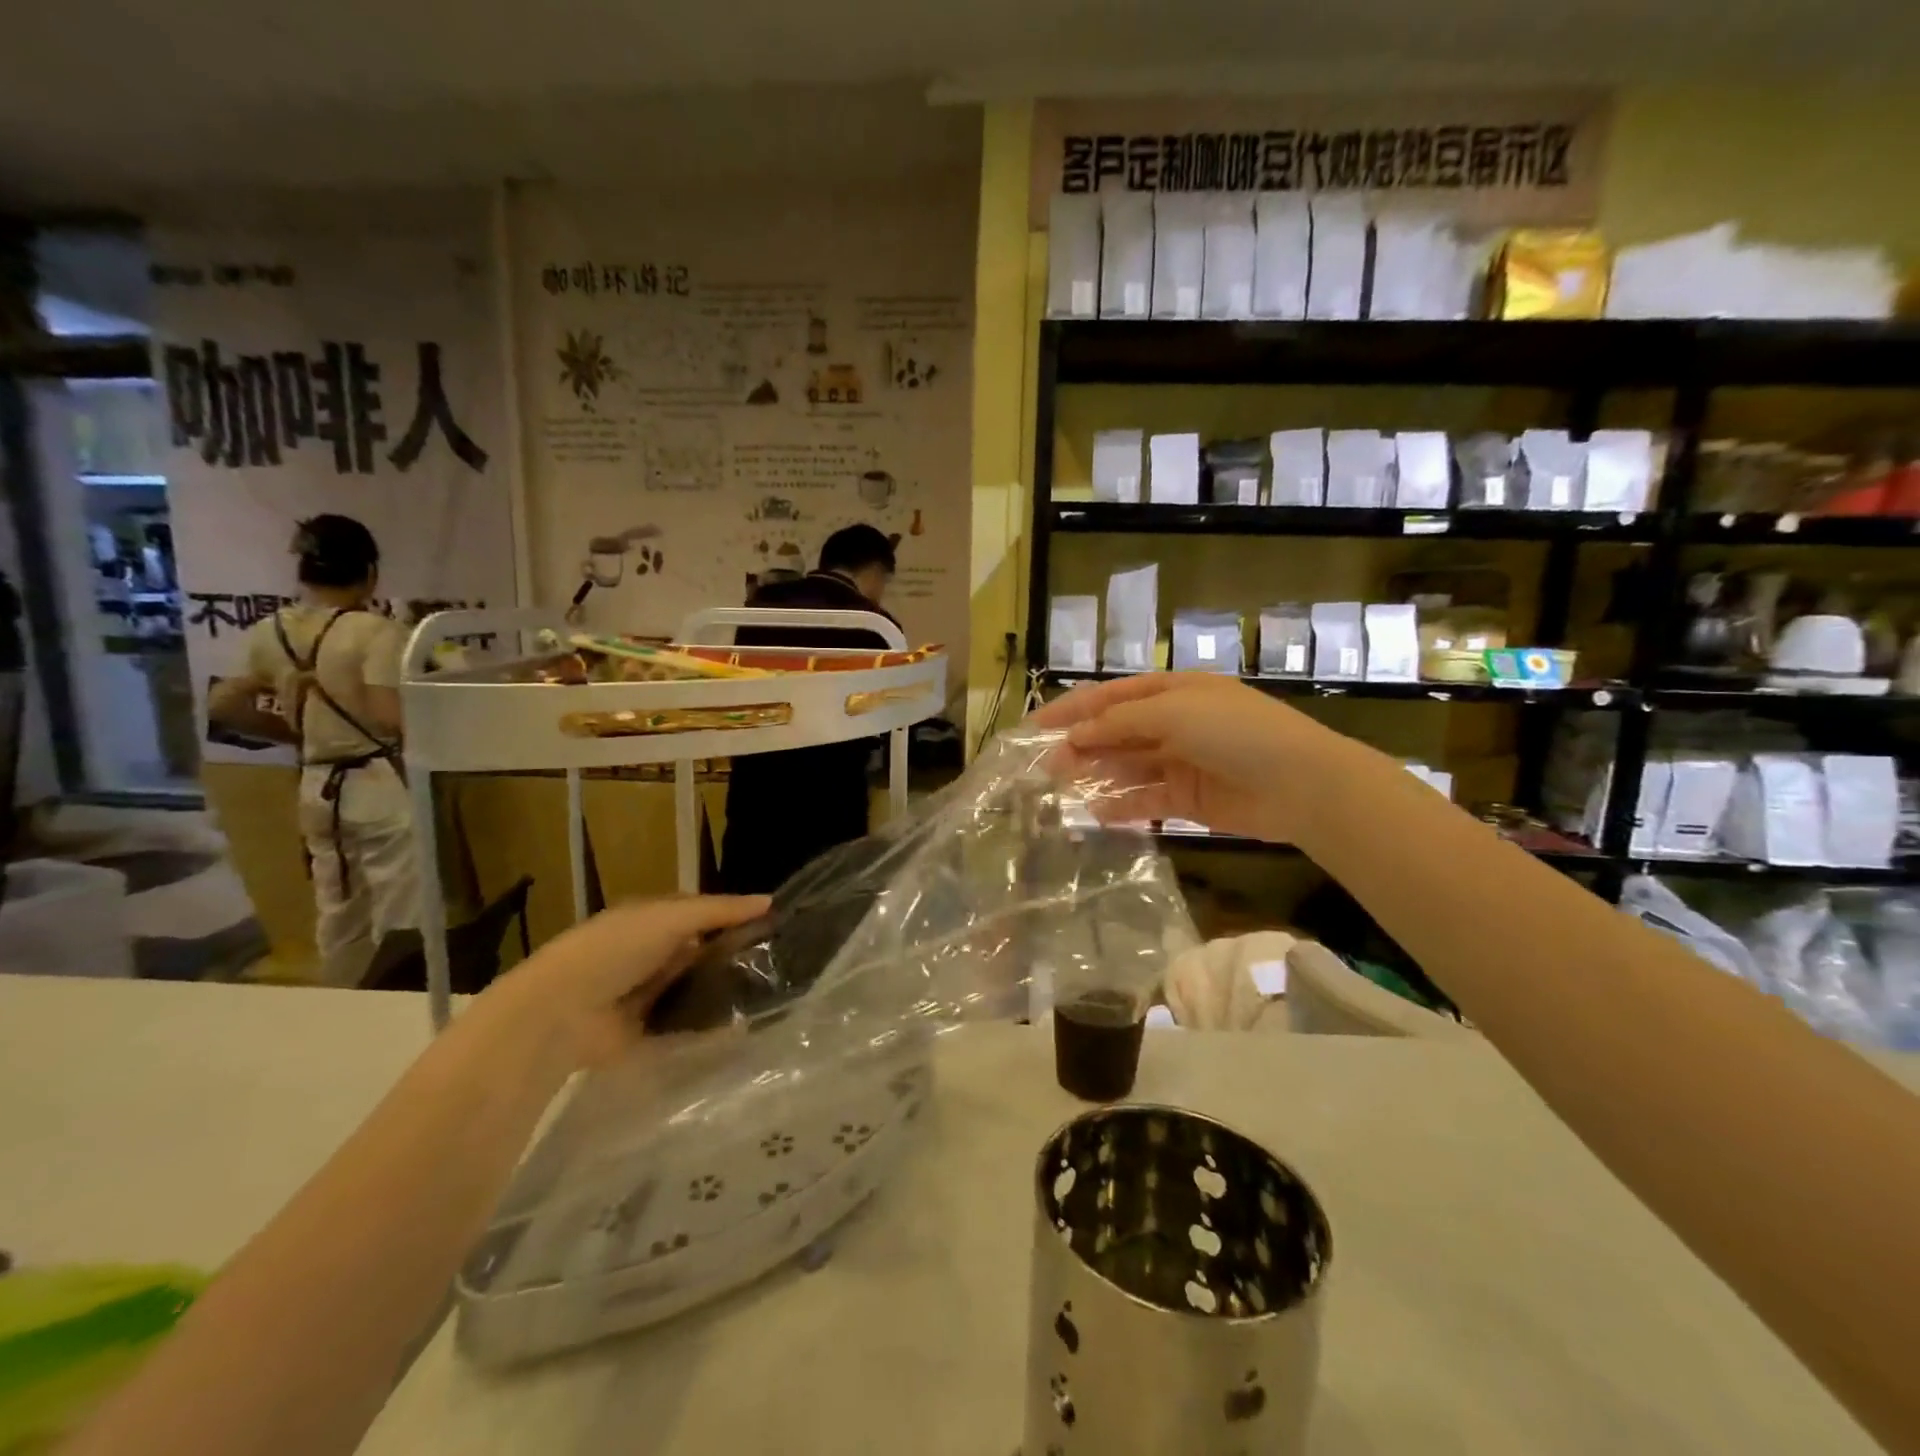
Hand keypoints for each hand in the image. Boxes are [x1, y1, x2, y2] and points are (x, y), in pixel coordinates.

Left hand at [495, 895, 769, 1066]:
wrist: (562, 1013)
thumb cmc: (617, 949)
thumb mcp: (672, 917)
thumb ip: (720, 911)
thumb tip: (770, 902)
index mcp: (650, 920)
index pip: (700, 913)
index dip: (733, 917)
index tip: (773, 924)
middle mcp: (649, 954)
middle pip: (700, 952)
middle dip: (733, 955)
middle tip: (781, 961)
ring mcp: (647, 994)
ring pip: (696, 988)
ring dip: (724, 990)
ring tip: (772, 992)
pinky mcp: (646, 1032)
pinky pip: (686, 1026)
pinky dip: (710, 1026)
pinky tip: (746, 1023)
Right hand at [1028, 673, 1358, 844]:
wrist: (1300, 783)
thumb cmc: (1235, 732)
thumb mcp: (1173, 712)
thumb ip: (1119, 722)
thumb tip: (1075, 736)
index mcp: (1172, 691)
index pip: (1111, 697)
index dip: (1072, 709)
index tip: (1034, 727)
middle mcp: (1174, 723)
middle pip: (1115, 733)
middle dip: (1081, 746)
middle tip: (1044, 767)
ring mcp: (1181, 762)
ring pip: (1126, 767)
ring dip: (1096, 775)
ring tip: (1062, 789)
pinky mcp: (1189, 798)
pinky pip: (1146, 799)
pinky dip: (1122, 806)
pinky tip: (1097, 814)